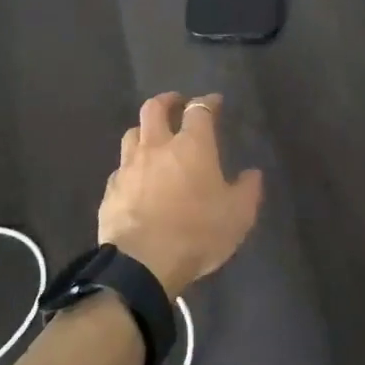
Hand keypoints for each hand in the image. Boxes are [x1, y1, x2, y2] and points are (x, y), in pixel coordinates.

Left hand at [99, 92, 263, 299]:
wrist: (141, 263)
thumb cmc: (196, 233)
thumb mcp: (237, 216)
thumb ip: (247, 191)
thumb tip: (253, 174)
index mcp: (191, 146)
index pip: (199, 111)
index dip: (207, 102)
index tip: (214, 102)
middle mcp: (157, 147)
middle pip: (155, 108)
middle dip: (167, 100)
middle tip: (176, 103)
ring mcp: (129, 166)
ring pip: (132, 133)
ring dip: (144, 130)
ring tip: (153, 138)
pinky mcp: (111, 190)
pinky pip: (121, 169)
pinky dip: (131, 167)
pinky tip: (136, 179)